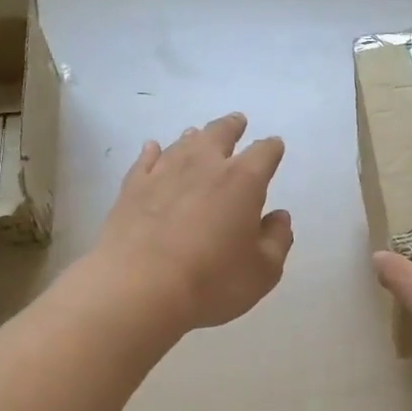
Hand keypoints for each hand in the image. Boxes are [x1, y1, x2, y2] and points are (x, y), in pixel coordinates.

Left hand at [88, 112, 293, 334]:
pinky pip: (145, 160)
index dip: (272, 148)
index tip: (274, 147)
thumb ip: (277, 239)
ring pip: (182, 143)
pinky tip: (153, 149)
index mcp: (243, 181)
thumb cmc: (212, 281)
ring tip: (198, 134)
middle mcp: (204, 166)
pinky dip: (153, 152)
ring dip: (195, 137)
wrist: (138, 288)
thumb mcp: (262, 271)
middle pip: (220, 134)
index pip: (264, 153)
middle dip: (232, 127)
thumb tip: (279, 217)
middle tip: (237, 121)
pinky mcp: (132, 188)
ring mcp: (164, 173)